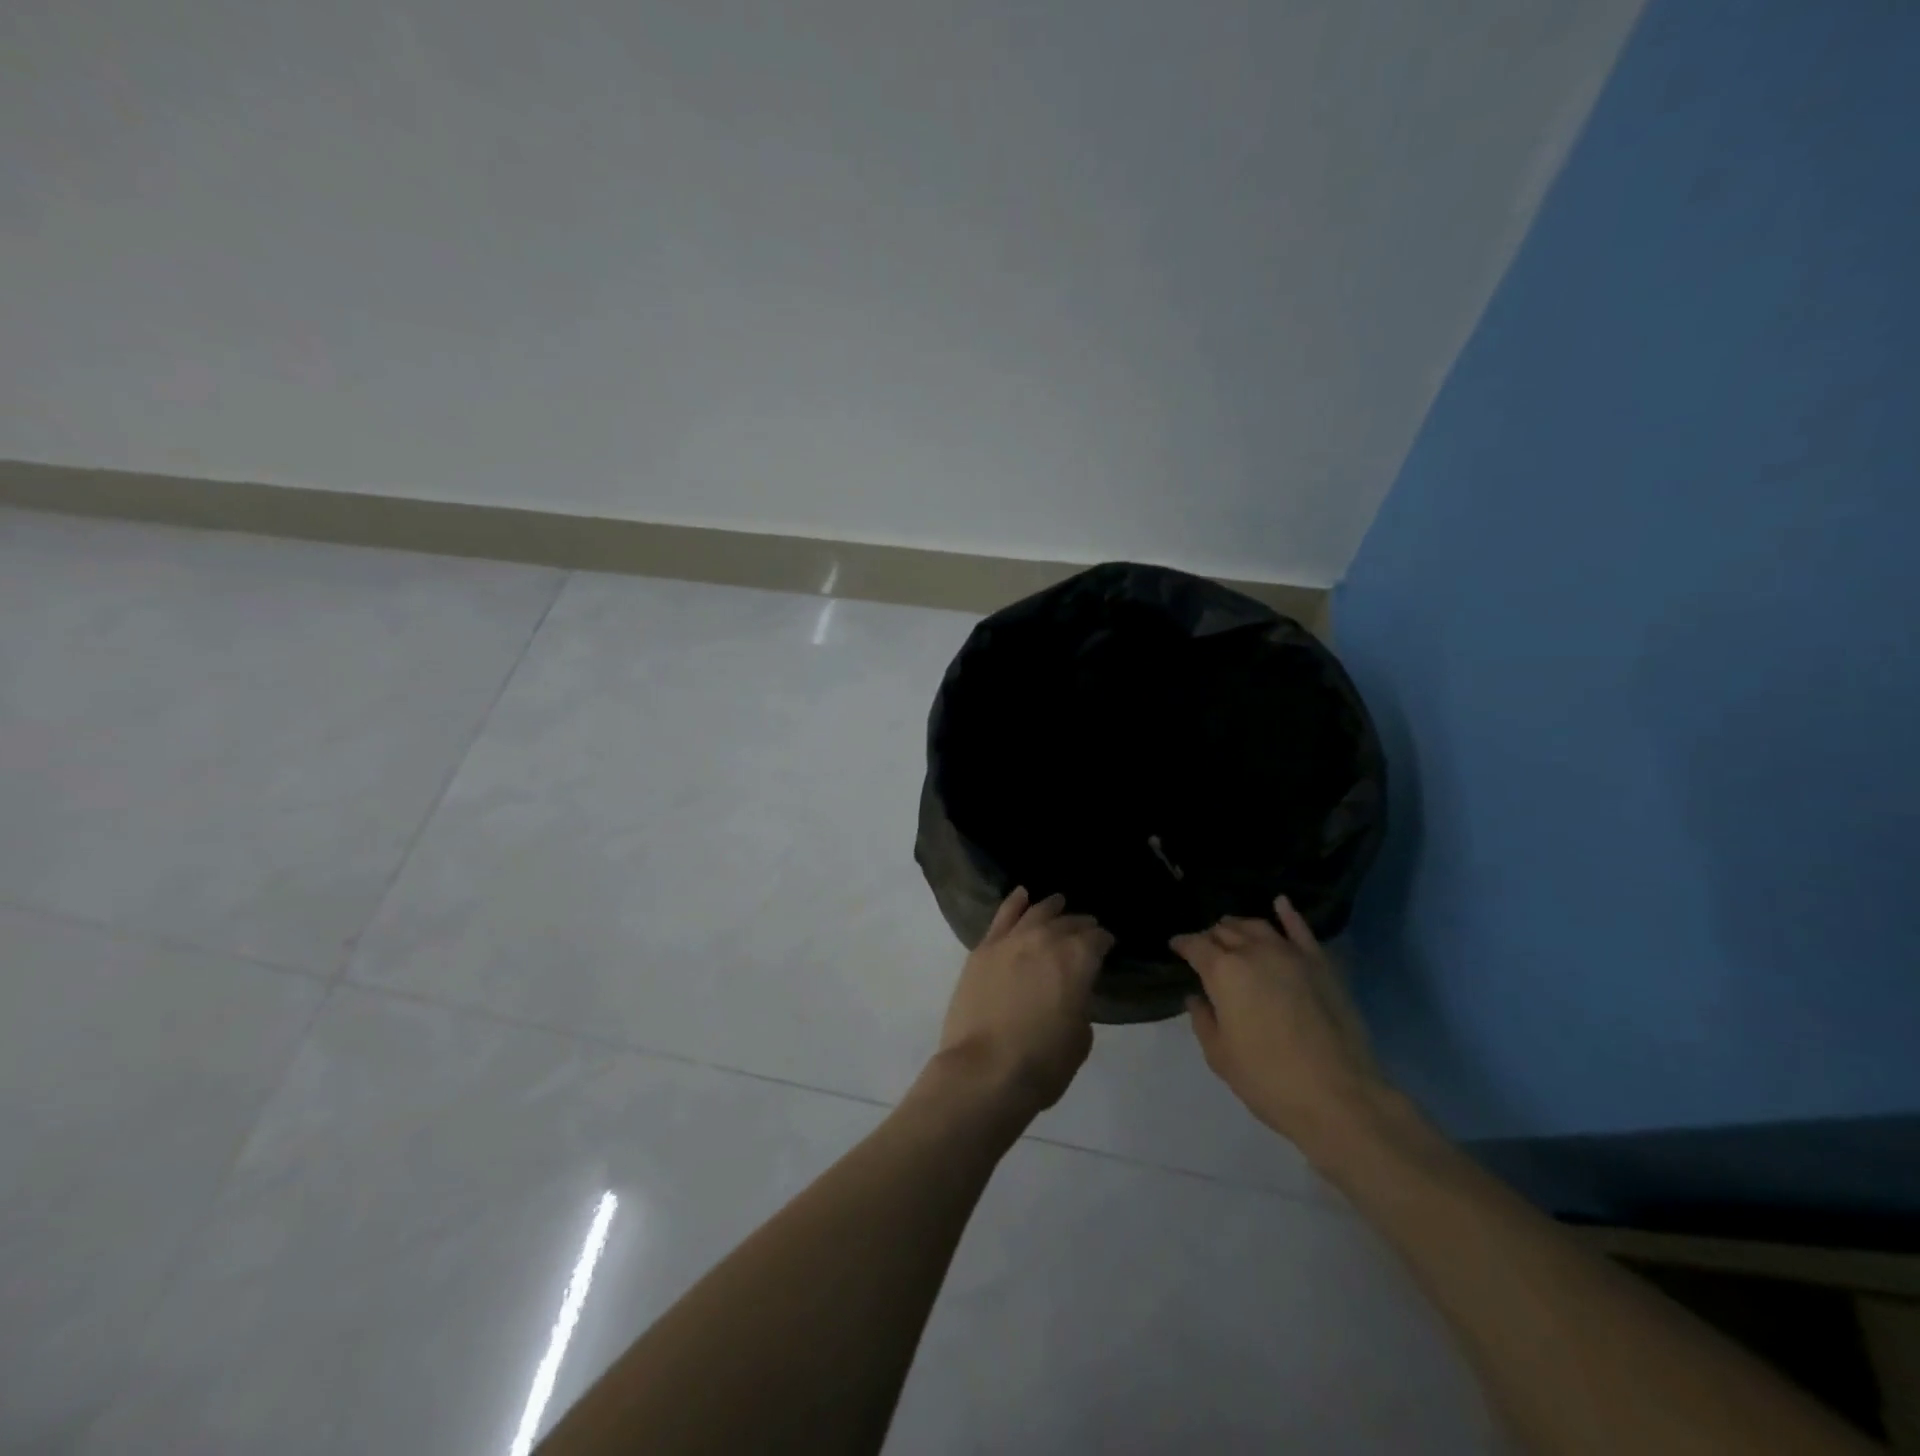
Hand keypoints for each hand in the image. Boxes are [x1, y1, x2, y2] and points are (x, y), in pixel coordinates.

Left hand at [930, 887, 1111, 1119]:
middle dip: (1081, 925)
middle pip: (1068, 923)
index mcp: (1077, 960)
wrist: (984, 1071)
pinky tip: (1022, 895)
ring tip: (1059, 902)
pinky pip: (1002, 916)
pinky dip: (1014, 902)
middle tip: (1087, 928)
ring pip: (1036, 913)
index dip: (1104, 941)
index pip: (1097, 940)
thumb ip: (1079, 1004)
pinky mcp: (983, 950)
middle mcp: (1046, 940)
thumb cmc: (1041, 1063)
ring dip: (1051, 907)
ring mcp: (1011, 941)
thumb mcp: (1080, 1038)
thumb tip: (1070, 992)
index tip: (1107, 945)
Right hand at [1171, 896, 1383, 1158]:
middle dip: (1210, 937)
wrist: (1339, 1096)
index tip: (1175, 948)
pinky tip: (1280, 903)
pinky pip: (1300, 929)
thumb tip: (1198, 998)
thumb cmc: (1268, 1079)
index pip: (1195, 945)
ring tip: (1232, 932)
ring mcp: (1290, 954)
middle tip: (1205, 949)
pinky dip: (1288, 913)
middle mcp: (1254, 951)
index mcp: (1223, 971)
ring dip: (1239, 926)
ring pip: (1257, 926)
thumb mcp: (1220, 1055)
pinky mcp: (1321, 964)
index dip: (1182, 944)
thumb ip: (1203, 1020)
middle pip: (1225, 931)